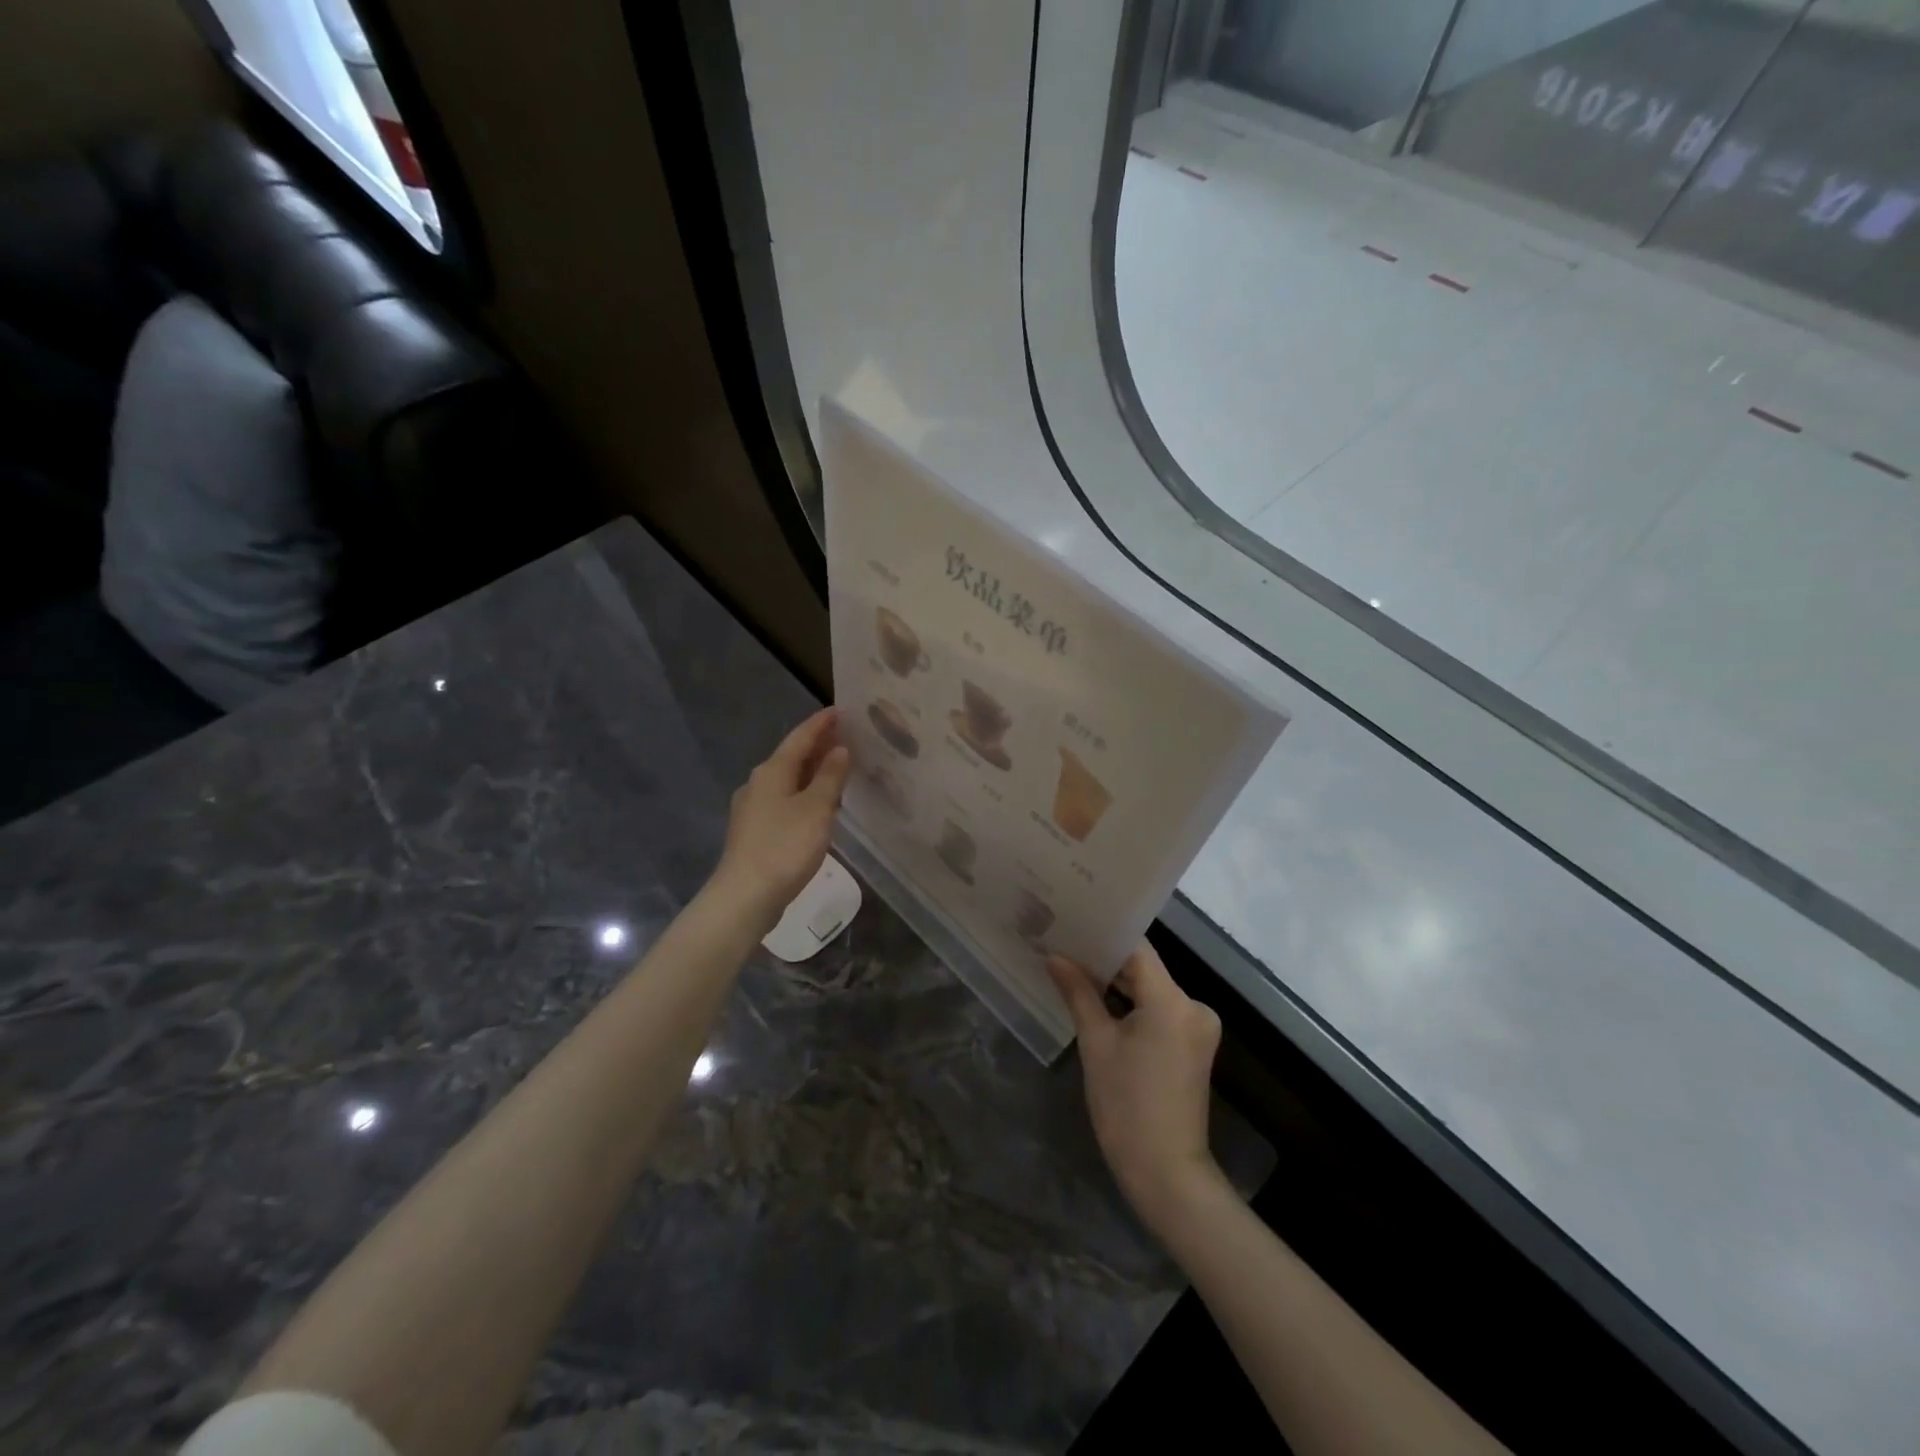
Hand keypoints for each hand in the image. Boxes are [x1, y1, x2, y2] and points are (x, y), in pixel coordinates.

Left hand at [712, 708, 851, 927]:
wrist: (745, 897)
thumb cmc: (784, 847)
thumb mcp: (816, 809)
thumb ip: (830, 777)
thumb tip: (840, 749)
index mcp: (772, 771)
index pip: (800, 738)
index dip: (821, 724)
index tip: (840, 710)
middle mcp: (758, 783)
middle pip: (791, 757)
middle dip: (818, 746)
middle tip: (847, 737)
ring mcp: (753, 809)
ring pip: (788, 780)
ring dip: (812, 771)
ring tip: (838, 768)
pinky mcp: (755, 832)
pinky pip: (785, 801)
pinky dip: (805, 794)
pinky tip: (819, 805)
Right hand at [1048, 944, 1224, 1231]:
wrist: (1165, 1173)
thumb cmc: (1126, 1106)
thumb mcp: (1096, 1044)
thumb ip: (1078, 993)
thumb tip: (1054, 956)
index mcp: (1172, 1000)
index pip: (1136, 948)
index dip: (1103, 934)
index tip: (1072, 923)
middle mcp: (1194, 1005)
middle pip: (1145, 968)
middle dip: (1106, 959)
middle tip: (1064, 944)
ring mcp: (1198, 1026)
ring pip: (1152, 989)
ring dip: (1118, 982)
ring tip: (1074, 966)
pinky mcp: (1194, 1045)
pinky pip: (1160, 1009)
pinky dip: (1133, 1004)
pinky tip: (1101, 999)